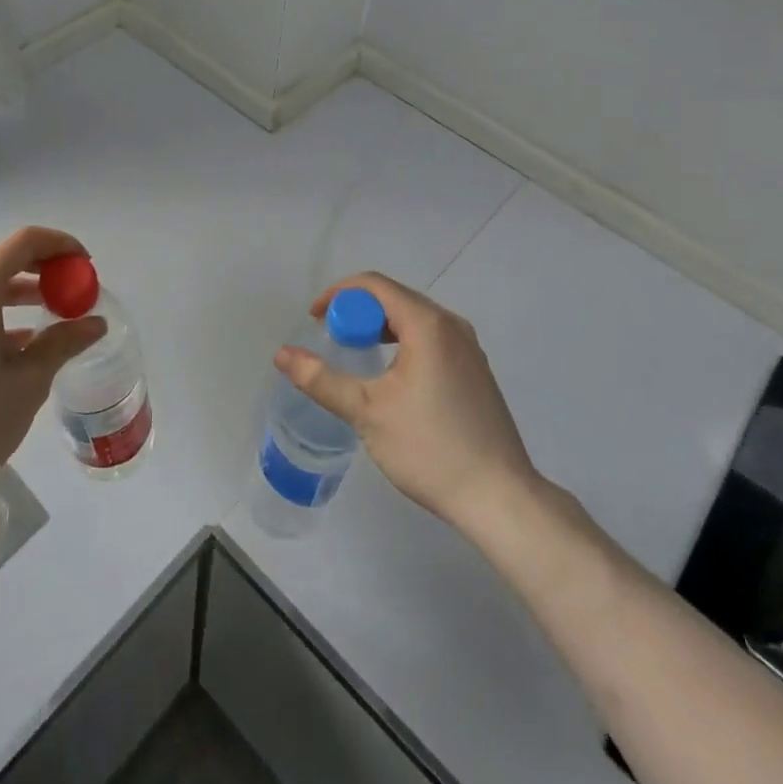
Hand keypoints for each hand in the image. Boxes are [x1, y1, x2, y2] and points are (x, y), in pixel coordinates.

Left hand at [0, 226, 106, 521]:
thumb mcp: (26, 384)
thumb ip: (62, 344)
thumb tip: (94, 323)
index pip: (26, 241)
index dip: (62, 245)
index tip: (87, 267)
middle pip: (3, 260)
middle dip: (43, 272)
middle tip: (73, 295)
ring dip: (18, 295)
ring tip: (50, 320)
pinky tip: (13, 346)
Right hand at [275, 271, 543, 534]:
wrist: (500, 498)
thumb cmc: (430, 449)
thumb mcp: (366, 412)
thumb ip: (321, 379)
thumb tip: (282, 355)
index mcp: (428, 324)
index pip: (375, 285)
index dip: (338, 294)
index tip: (314, 319)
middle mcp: (452, 325)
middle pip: (395, 298)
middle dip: (357, 311)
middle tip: (331, 338)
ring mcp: (469, 348)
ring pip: (414, 318)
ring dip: (380, 327)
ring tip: (356, 354)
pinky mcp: (476, 370)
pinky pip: (431, 337)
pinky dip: (403, 342)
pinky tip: (392, 376)